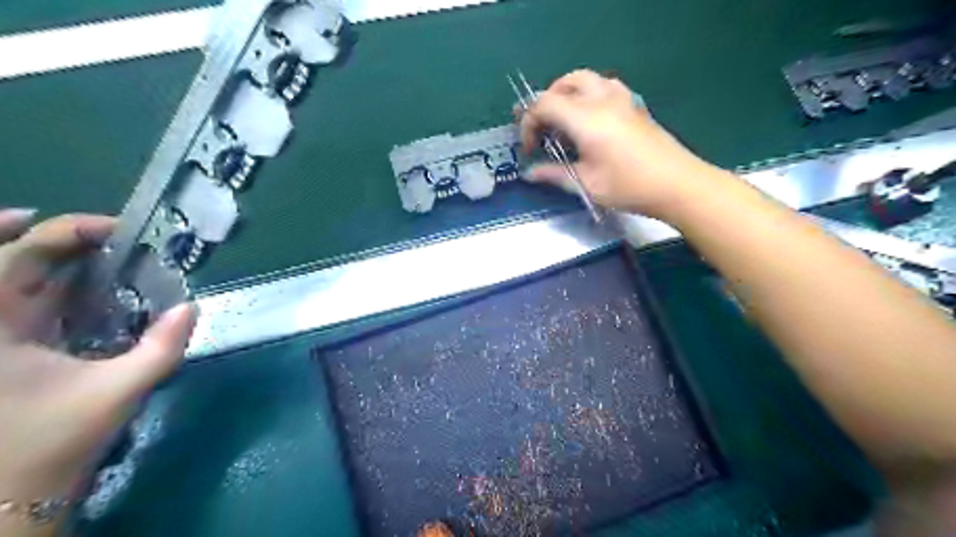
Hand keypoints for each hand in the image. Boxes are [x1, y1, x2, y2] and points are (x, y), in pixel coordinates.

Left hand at [1, 210, 195, 528]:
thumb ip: (162, 347)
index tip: (117, 229)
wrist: (6, 495)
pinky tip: (78, 283)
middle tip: (106, 232)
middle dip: (53, 236)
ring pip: (12, 280)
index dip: (65, 231)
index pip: (17, 255)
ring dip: (48, 256)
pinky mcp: (5, 351)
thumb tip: (191, 307)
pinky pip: (23, 303)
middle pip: (7, 259)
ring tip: (93, 245)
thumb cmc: (52, 441)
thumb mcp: (118, 391)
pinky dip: (48, 284)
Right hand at [521, 68, 728, 219]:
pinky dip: (586, 94)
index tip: (529, 149)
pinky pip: (603, 86)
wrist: (678, 184)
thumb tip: (529, 173)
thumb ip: (554, 174)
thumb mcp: (586, 184)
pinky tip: (590, 120)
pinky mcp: (634, 104)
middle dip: (545, 103)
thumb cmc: (629, 187)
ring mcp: (621, 98)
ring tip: (562, 120)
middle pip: (563, 83)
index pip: (544, 104)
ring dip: (566, 94)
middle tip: (542, 129)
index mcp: (586, 118)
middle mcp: (601, 99)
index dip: (528, 123)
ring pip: (585, 79)